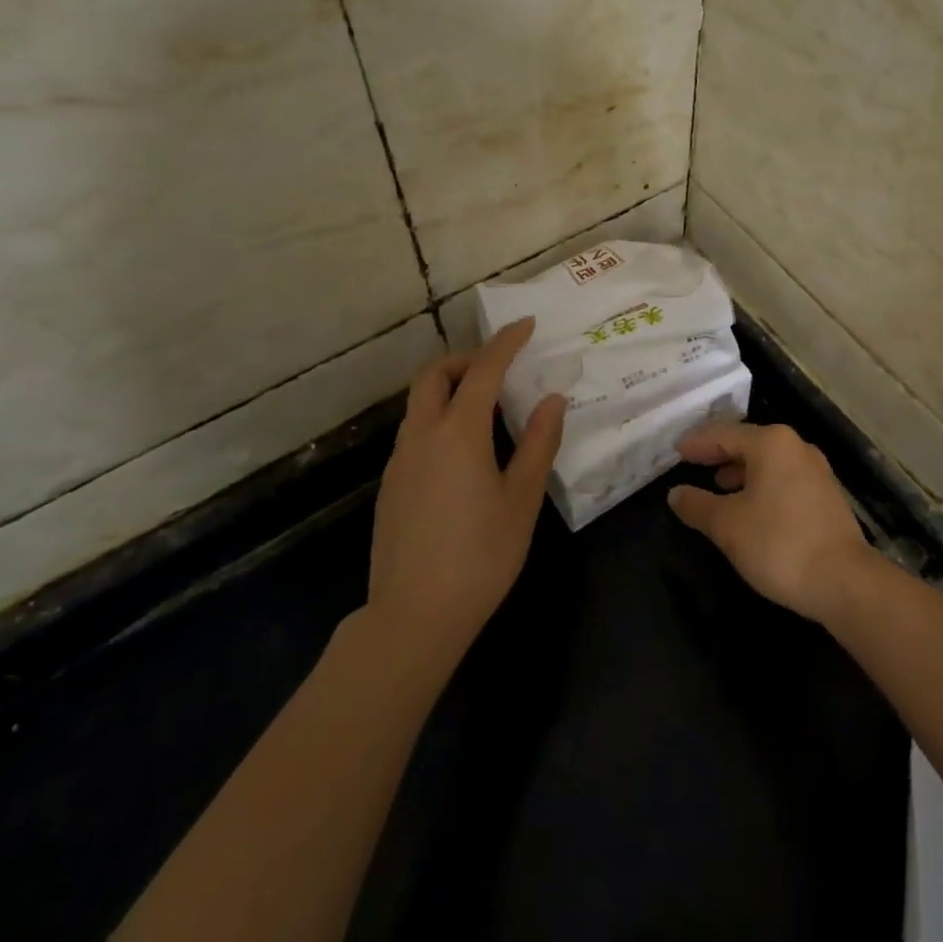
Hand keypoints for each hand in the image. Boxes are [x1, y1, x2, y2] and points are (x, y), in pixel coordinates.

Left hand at [367, 319, 566, 658]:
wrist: (413, 617)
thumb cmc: (480, 555)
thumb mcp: (522, 499)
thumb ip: (538, 443)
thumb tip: (552, 399)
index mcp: (459, 433)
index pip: (484, 370)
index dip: (506, 342)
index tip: (526, 324)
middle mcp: (422, 436)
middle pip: (434, 375)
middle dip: (466, 360)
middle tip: (500, 369)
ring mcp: (400, 461)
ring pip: (420, 404)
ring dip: (451, 390)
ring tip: (488, 411)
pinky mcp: (390, 486)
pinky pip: (415, 432)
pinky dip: (440, 420)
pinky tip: (464, 454)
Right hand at [667, 422, 877, 624]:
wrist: (845, 581)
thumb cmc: (779, 544)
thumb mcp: (728, 525)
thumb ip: (698, 505)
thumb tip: (676, 494)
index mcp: (771, 443)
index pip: (724, 434)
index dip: (698, 443)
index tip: (676, 451)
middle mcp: (796, 447)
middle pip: (748, 443)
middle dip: (719, 454)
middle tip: (693, 463)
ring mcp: (816, 470)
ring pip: (768, 461)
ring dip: (741, 470)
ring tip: (718, 486)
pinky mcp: (826, 495)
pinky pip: (784, 478)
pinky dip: (762, 484)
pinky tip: (751, 506)